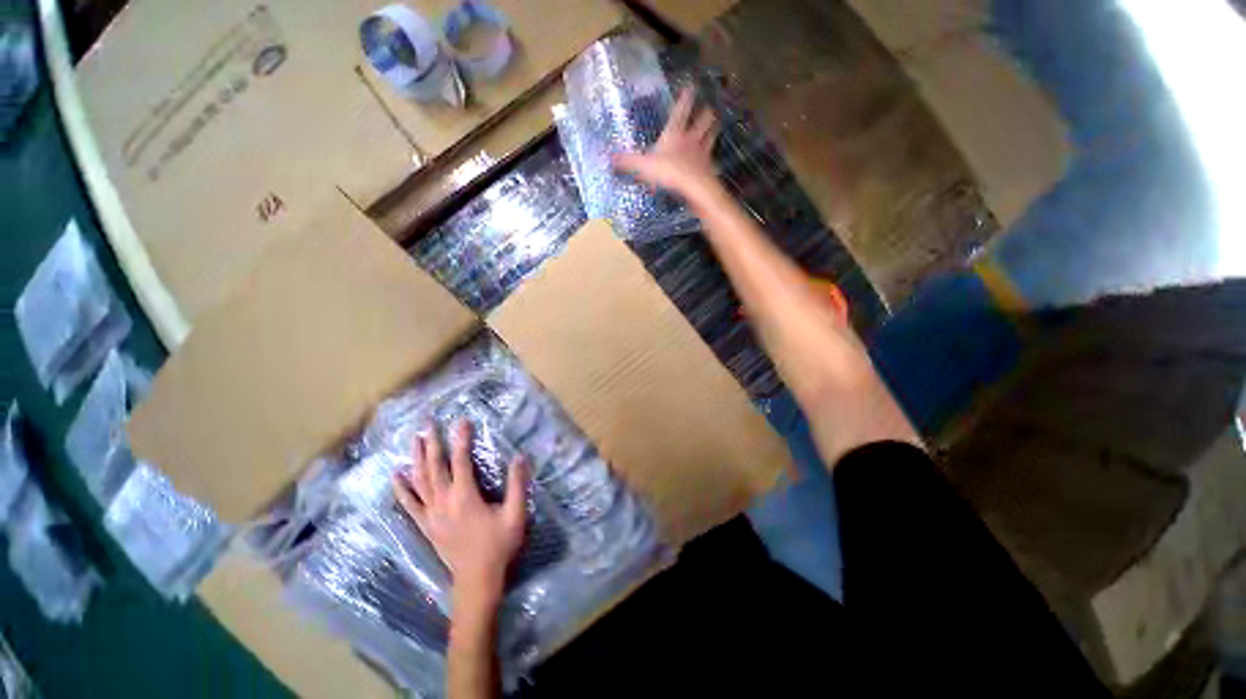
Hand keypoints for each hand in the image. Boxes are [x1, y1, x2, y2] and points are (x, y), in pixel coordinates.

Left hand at [392, 419, 527, 611]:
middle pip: (435, 467)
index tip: (462, 421)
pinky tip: (396, 476)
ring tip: (415, 439)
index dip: (461, 439)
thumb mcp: (515, 515)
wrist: (477, 580)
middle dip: (433, 442)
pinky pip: (410, 504)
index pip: (461, 461)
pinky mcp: (426, 525)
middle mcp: (444, 502)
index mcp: (465, 497)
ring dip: (417, 458)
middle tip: (428, 422)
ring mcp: (431, 514)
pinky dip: (402, 489)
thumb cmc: (498, 546)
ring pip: (420, 481)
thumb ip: (517, 485)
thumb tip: (519, 457)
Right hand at [613, 87, 719, 197]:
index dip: (686, 97)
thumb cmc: (669, 172)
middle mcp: (691, 138)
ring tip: (715, 125)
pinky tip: (713, 162)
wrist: (694, 187)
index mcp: (675, 133)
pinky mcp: (708, 168)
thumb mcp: (644, 167)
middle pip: (703, 120)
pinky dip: (713, 160)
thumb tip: (610, 157)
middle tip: (707, 108)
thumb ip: (628, 162)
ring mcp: (702, 152)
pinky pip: (711, 160)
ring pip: (711, 135)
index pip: (681, 109)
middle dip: (705, 113)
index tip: (691, 85)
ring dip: (713, 130)